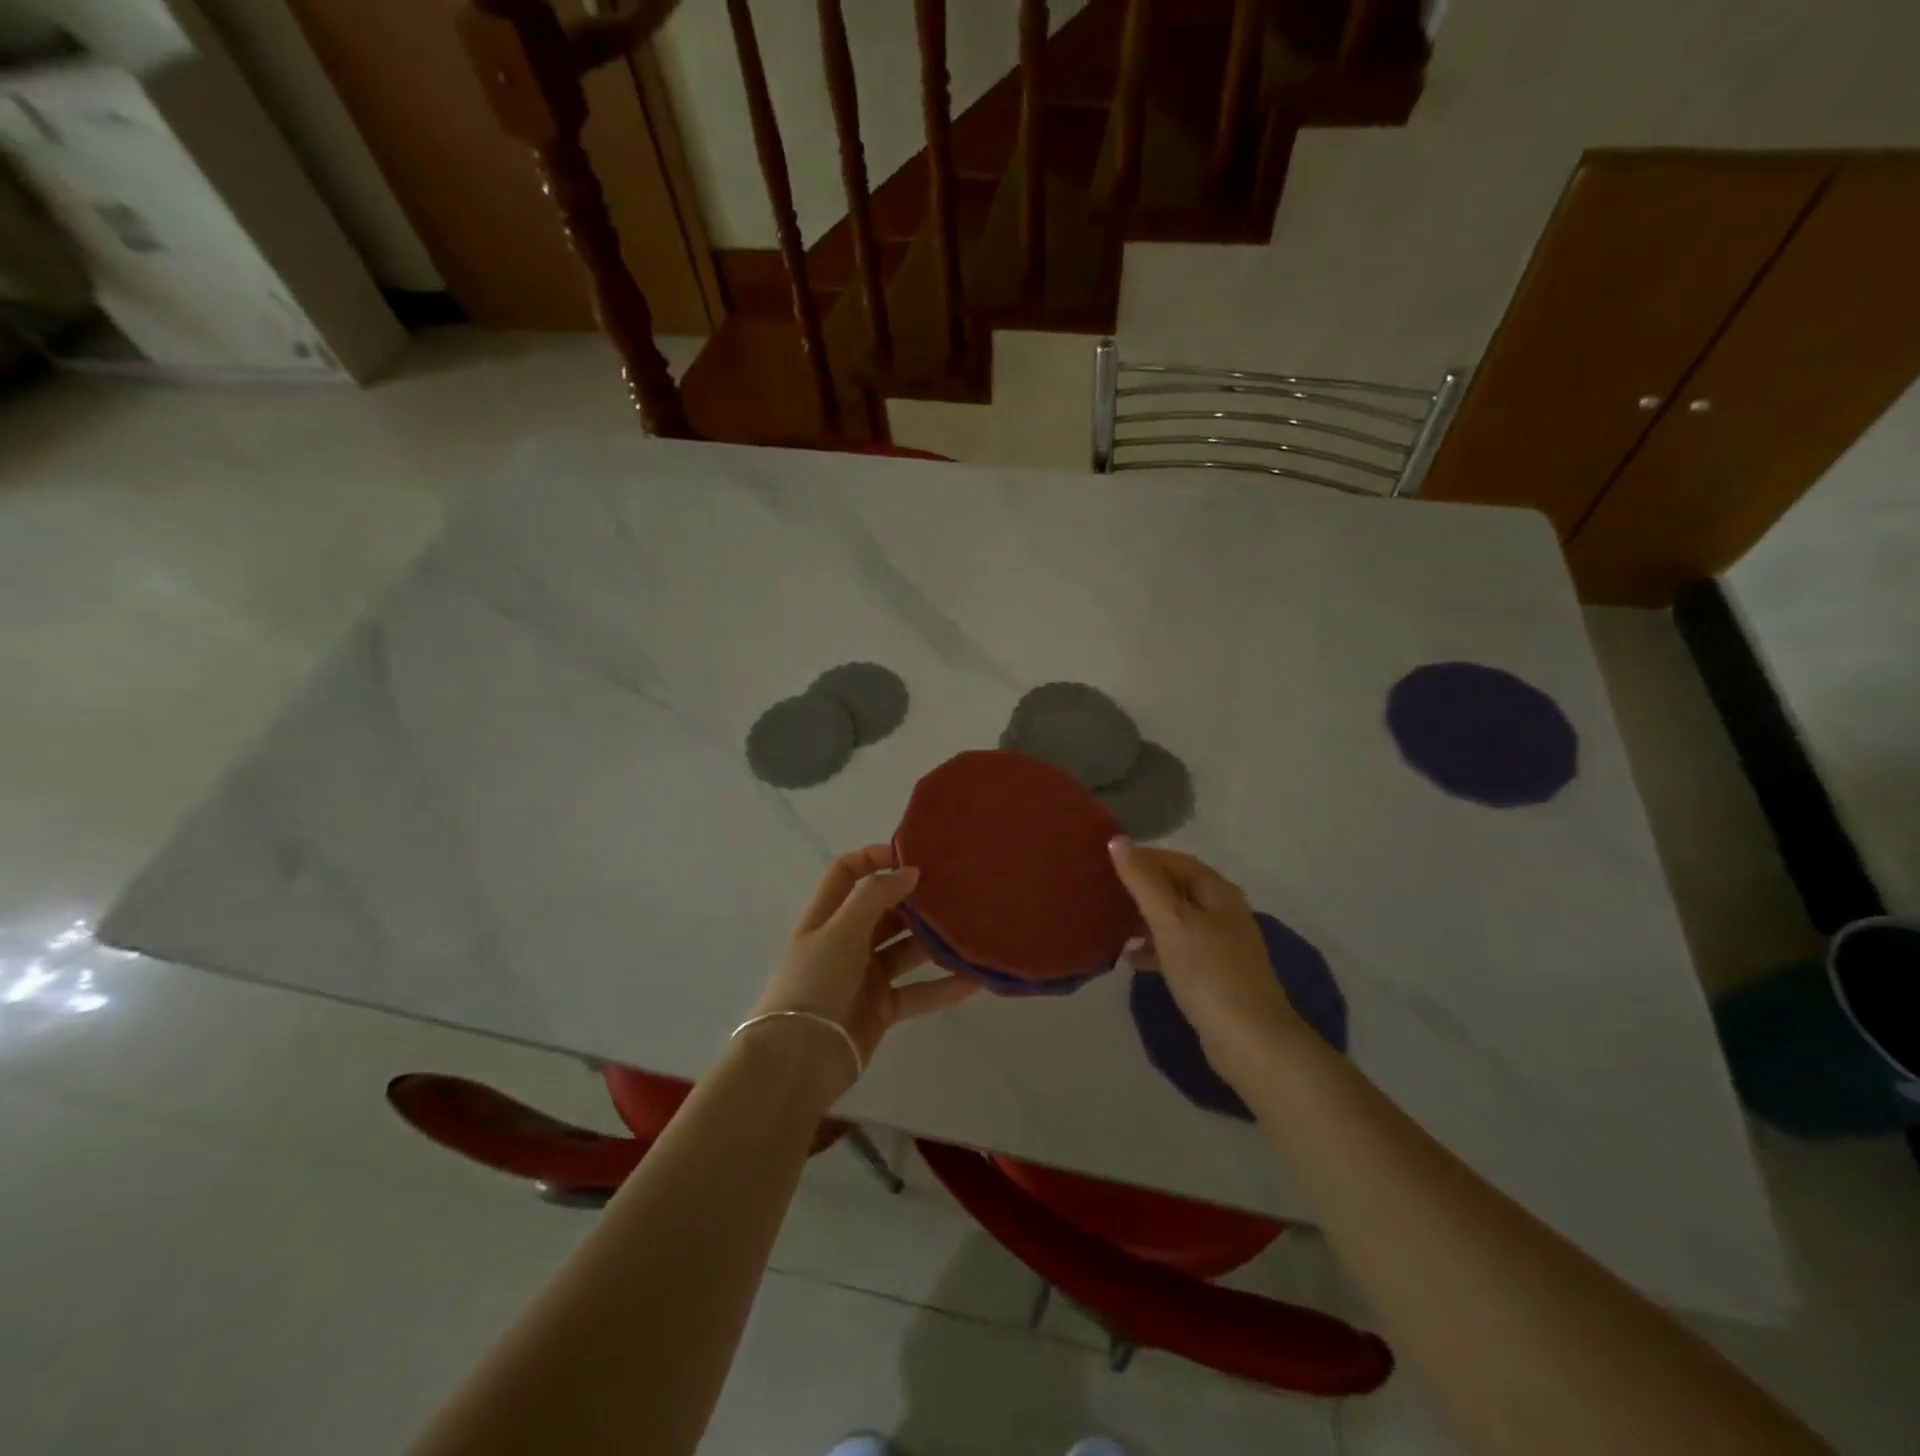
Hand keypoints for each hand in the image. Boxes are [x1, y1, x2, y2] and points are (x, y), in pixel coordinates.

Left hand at [749, 845, 978, 1091]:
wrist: (800, 1058)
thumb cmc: (815, 982)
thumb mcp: (840, 930)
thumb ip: (875, 896)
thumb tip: (910, 871)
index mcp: (827, 917)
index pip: (847, 873)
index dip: (873, 858)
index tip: (911, 856)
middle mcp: (846, 942)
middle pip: (883, 911)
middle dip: (914, 901)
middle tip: (954, 891)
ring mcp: (865, 976)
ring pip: (905, 951)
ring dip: (933, 943)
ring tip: (970, 930)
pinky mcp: (882, 1008)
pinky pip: (918, 991)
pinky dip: (943, 987)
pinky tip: (973, 979)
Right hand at [1108, 837, 1301, 1077]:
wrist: (1250, 1042)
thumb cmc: (1209, 972)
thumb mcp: (1171, 921)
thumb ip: (1143, 881)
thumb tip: (1117, 840)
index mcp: (1217, 892)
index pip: (1175, 861)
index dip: (1142, 858)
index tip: (1104, 863)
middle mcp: (1222, 912)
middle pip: (1175, 888)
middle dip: (1140, 889)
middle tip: (1101, 892)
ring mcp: (1219, 945)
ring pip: (1174, 920)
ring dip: (1143, 919)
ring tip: (1108, 924)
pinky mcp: (1212, 974)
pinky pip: (1176, 949)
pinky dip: (1153, 948)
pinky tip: (1130, 959)